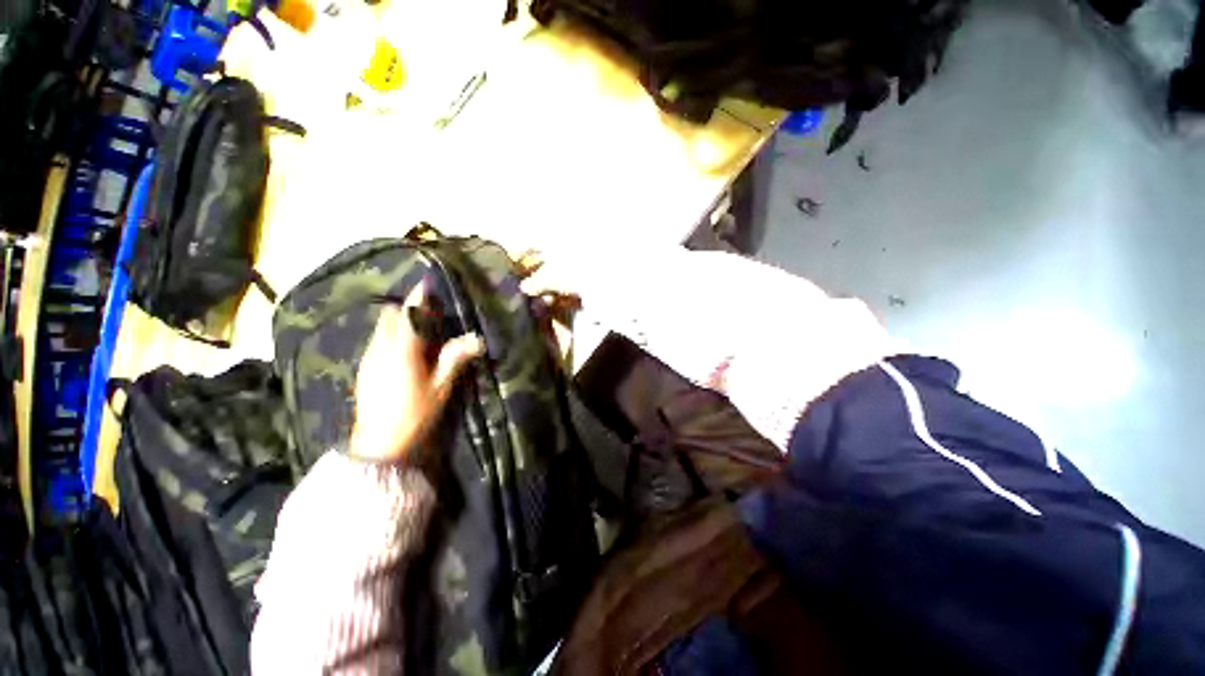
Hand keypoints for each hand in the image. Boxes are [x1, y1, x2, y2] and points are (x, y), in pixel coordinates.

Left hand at [348, 284, 484, 462]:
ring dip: (398, 321)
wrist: (379, 444)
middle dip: (407, 308)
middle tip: (428, 309)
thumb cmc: (414, 414)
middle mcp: (381, 349)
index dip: (418, 298)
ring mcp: (370, 359)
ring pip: (382, 329)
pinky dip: (390, 335)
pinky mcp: (365, 369)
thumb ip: (455, 358)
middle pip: (390, 318)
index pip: (409, 316)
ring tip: (418, 326)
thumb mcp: (440, 387)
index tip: (427, 282)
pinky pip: (377, 342)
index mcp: (402, 351)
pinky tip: (404, 348)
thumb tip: (477, 338)